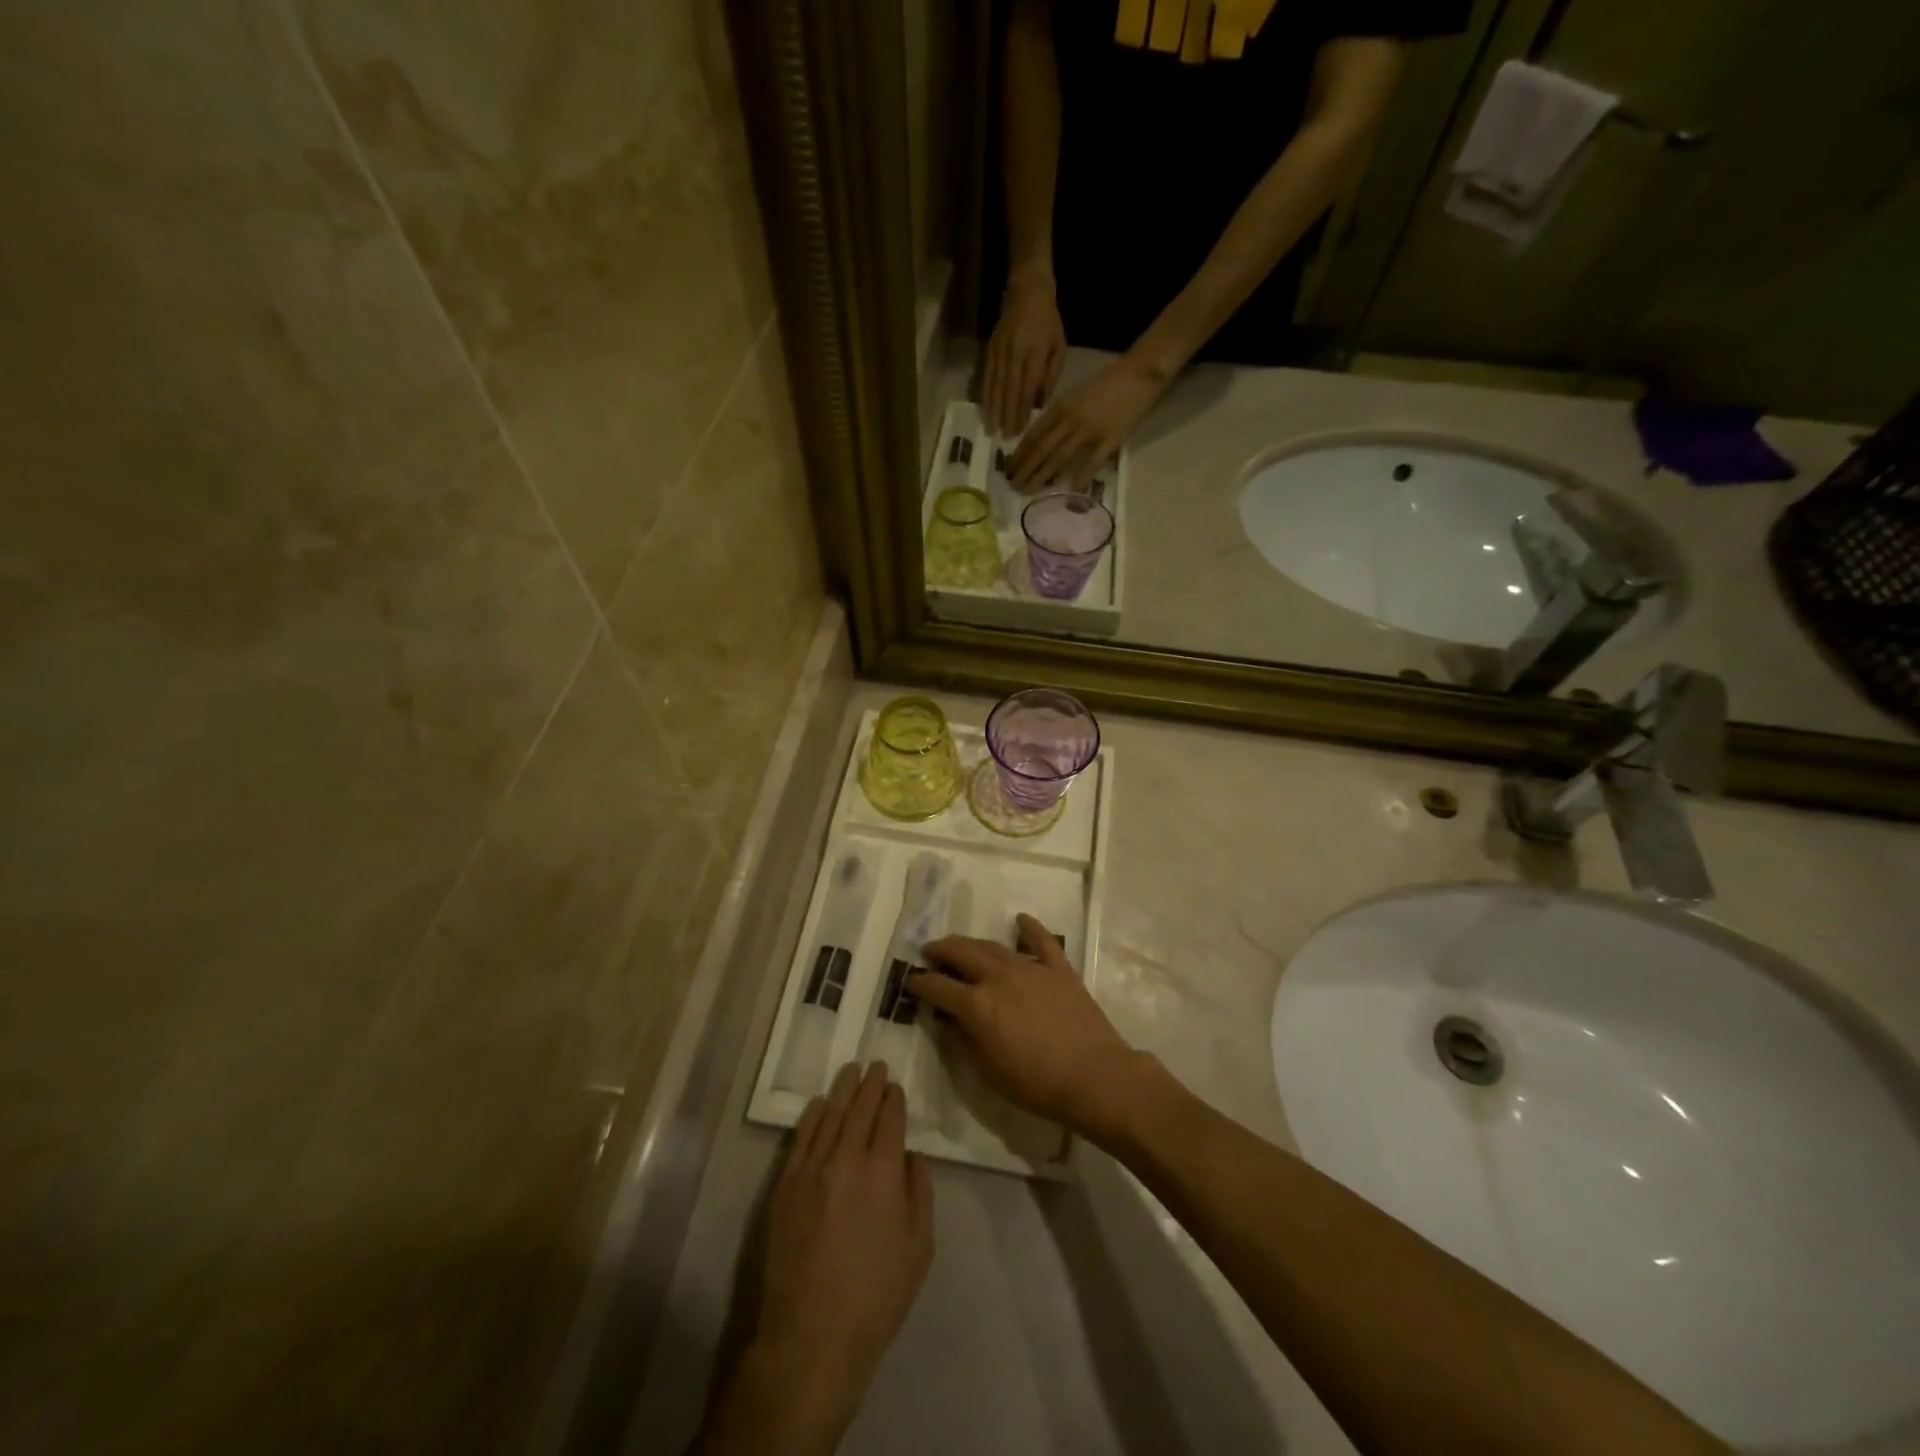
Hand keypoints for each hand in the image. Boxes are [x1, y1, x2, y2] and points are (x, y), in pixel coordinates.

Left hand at [731, 1062, 932, 1451]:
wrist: (812, 1336)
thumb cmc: (876, 1296)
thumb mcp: (919, 1246)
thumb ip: (920, 1191)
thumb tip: (911, 1155)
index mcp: (883, 1170)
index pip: (890, 1118)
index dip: (895, 1099)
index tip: (896, 1087)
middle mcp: (847, 1158)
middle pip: (861, 1108)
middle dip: (872, 1084)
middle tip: (877, 1065)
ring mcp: (812, 1169)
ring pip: (831, 1114)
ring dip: (844, 1089)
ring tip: (852, 1070)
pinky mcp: (785, 1185)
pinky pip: (802, 1137)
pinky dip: (813, 1115)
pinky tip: (821, 1103)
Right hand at [908, 916, 1147, 1137]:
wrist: (1094, 1076)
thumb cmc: (1036, 1084)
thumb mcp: (987, 1073)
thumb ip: (961, 1043)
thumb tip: (945, 1021)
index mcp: (977, 1005)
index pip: (938, 986)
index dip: (921, 982)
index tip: (911, 980)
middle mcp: (998, 977)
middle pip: (962, 953)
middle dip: (941, 950)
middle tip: (930, 951)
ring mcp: (1030, 968)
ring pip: (994, 946)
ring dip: (973, 943)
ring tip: (961, 944)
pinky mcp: (1058, 968)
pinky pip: (1042, 940)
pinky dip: (1030, 927)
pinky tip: (1020, 920)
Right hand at [982, 271, 1066, 437]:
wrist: (1027, 292)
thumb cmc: (1048, 323)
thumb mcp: (1058, 347)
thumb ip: (1050, 376)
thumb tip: (1039, 404)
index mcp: (1036, 352)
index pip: (1028, 387)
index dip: (1023, 410)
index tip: (1020, 430)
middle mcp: (1015, 353)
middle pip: (1010, 390)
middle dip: (1007, 416)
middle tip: (1004, 438)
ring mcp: (1000, 351)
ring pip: (996, 385)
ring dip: (993, 410)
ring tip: (991, 429)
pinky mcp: (990, 350)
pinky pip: (987, 377)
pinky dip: (985, 395)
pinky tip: (984, 410)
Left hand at [1007, 355, 1167, 493]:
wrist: (1140, 372)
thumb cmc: (1108, 383)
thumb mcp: (1076, 395)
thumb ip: (1059, 416)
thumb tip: (1043, 441)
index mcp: (1060, 407)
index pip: (1033, 434)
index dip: (1019, 453)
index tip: (1008, 469)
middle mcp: (1070, 419)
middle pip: (1041, 448)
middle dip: (1025, 469)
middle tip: (1013, 486)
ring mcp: (1089, 430)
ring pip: (1059, 457)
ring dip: (1042, 476)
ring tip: (1029, 491)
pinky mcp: (1110, 439)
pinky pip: (1092, 462)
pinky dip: (1081, 478)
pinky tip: (1071, 492)